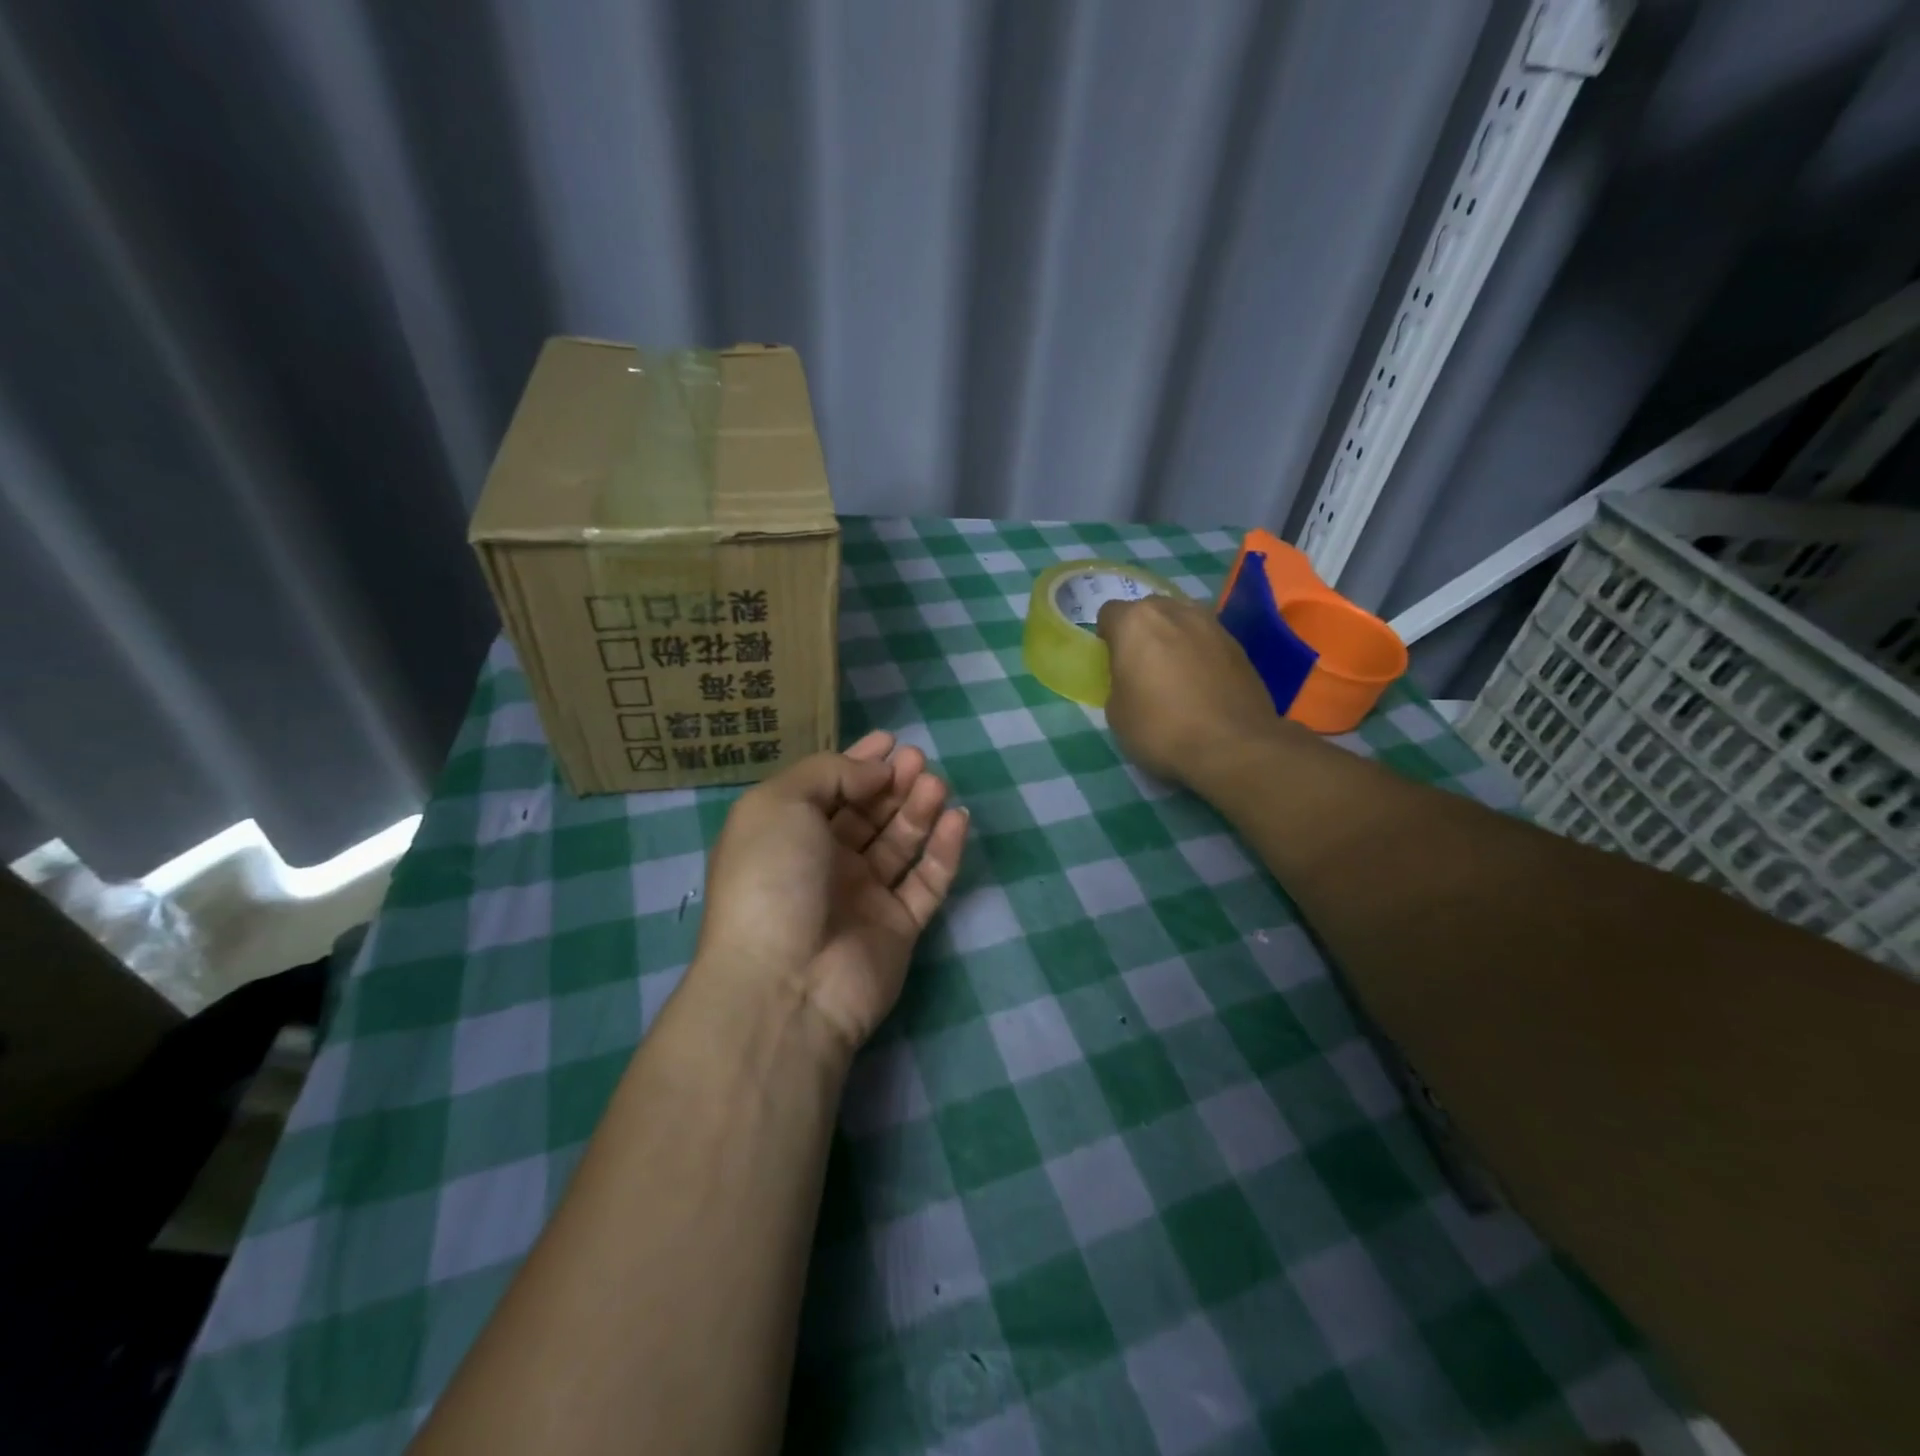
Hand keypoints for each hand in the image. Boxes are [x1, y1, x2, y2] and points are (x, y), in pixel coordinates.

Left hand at [695, 731, 969, 1055]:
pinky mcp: (898, 927)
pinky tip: (956, 819)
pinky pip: (927, 882)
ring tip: (936, 784)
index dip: (858, 762)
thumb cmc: (772, 879)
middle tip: (918, 760)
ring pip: (899, 843)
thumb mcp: (780, 804)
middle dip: (893, 783)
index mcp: (787, 835)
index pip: (829, 789)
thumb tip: (875, 771)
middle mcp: (824, 864)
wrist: (785, 982)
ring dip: (919, 810)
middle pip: (867, 813)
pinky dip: (943, 851)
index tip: (891, 740)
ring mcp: (863, 897)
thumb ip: (830, 773)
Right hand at [1097, 594, 1294, 787]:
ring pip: (1182, 621)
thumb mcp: (1115, 712)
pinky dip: (1200, 654)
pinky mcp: (1239, 645)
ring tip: (1175, 674)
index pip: (1109, 613)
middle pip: (1149, 611)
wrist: (1234, 747)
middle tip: (1142, 667)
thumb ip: (1119, 680)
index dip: (1107, 638)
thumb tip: (1133, 677)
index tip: (1111, 663)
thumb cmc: (1161, 729)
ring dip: (1174, 639)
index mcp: (1136, 623)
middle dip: (1142, 632)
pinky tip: (1202, 685)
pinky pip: (1208, 641)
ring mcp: (1212, 625)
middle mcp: (1175, 611)